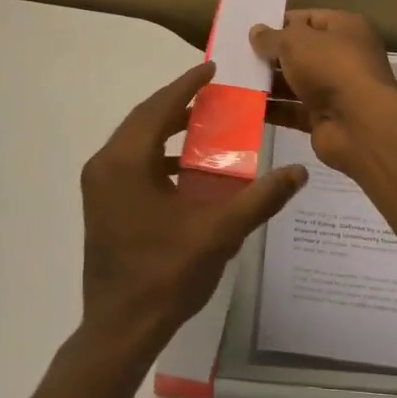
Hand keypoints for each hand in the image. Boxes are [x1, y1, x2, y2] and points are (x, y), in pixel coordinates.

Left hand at [79, 61, 306, 360]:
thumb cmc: (167, 275)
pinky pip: (129, 161)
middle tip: (212, 92)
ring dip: (166, 127)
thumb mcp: (219, 233)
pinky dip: (156, 152)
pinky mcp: (101, 203)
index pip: (159, 108)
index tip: (211, 68)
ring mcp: (98, 185)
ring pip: (134, 139)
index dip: (187, 85)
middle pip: (143, 118)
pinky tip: (184, 166)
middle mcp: (105, 164)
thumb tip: (298, 173)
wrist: (120, 329)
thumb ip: (260, 199)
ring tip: (203, 123)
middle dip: (177, 103)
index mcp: (126, 162)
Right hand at [250, 10, 396, 172]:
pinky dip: (272, 109)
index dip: (281, 23)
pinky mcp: (323, 118)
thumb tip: (256, 31)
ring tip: (235, 79)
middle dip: (271, 55)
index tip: (252, 30)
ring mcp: (334, 89)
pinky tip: (244, 105)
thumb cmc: (331, 67)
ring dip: (268, 82)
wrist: (358, 124)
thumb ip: (273, 37)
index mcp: (346, 28)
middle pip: (301, 52)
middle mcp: (343, 57)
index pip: (309, 19)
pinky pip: (292, 110)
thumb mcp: (296, 42)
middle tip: (237, 54)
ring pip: (295, 82)